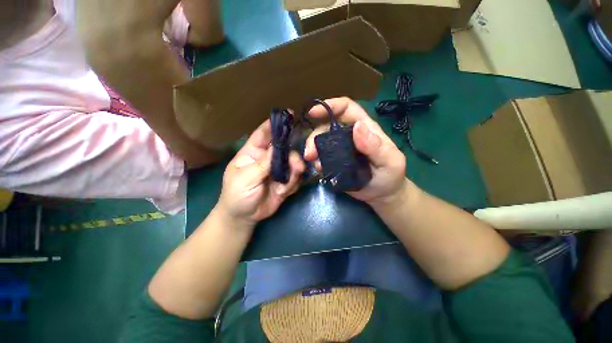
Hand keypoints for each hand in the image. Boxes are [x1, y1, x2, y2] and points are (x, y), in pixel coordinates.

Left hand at [218, 120, 304, 226]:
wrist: (244, 217)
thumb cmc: (237, 194)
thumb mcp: (246, 178)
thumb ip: (263, 163)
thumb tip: (278, 147)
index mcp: (253, 152)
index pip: (264, 134)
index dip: (275, 124)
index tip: (289, 114)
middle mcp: (267, 159)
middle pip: (284, 148)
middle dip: (292, 155)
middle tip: (297, 164)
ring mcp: (278, 171)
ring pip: (292, 163)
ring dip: (295, 171)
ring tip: (289, 182)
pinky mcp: (285, 182)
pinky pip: (295, 178)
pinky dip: (293, 184)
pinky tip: (284, 192)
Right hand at [304, 97, 407, 207]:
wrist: (382, 194)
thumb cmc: (390, 175)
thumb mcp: (390, 161)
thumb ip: (376, 146)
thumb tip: (357, 127)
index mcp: (364, 128)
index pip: (347, 108)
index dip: (331, 105)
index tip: (313, 112)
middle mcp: (349, 136)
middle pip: (327, 127)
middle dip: (314, 136)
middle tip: (310, 154)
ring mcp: (340, 150)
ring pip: (321, 143)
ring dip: (313, 151)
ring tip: (314, 164)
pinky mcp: (334, 162)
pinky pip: (321, 158)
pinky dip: (316, 162)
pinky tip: (318, 170)